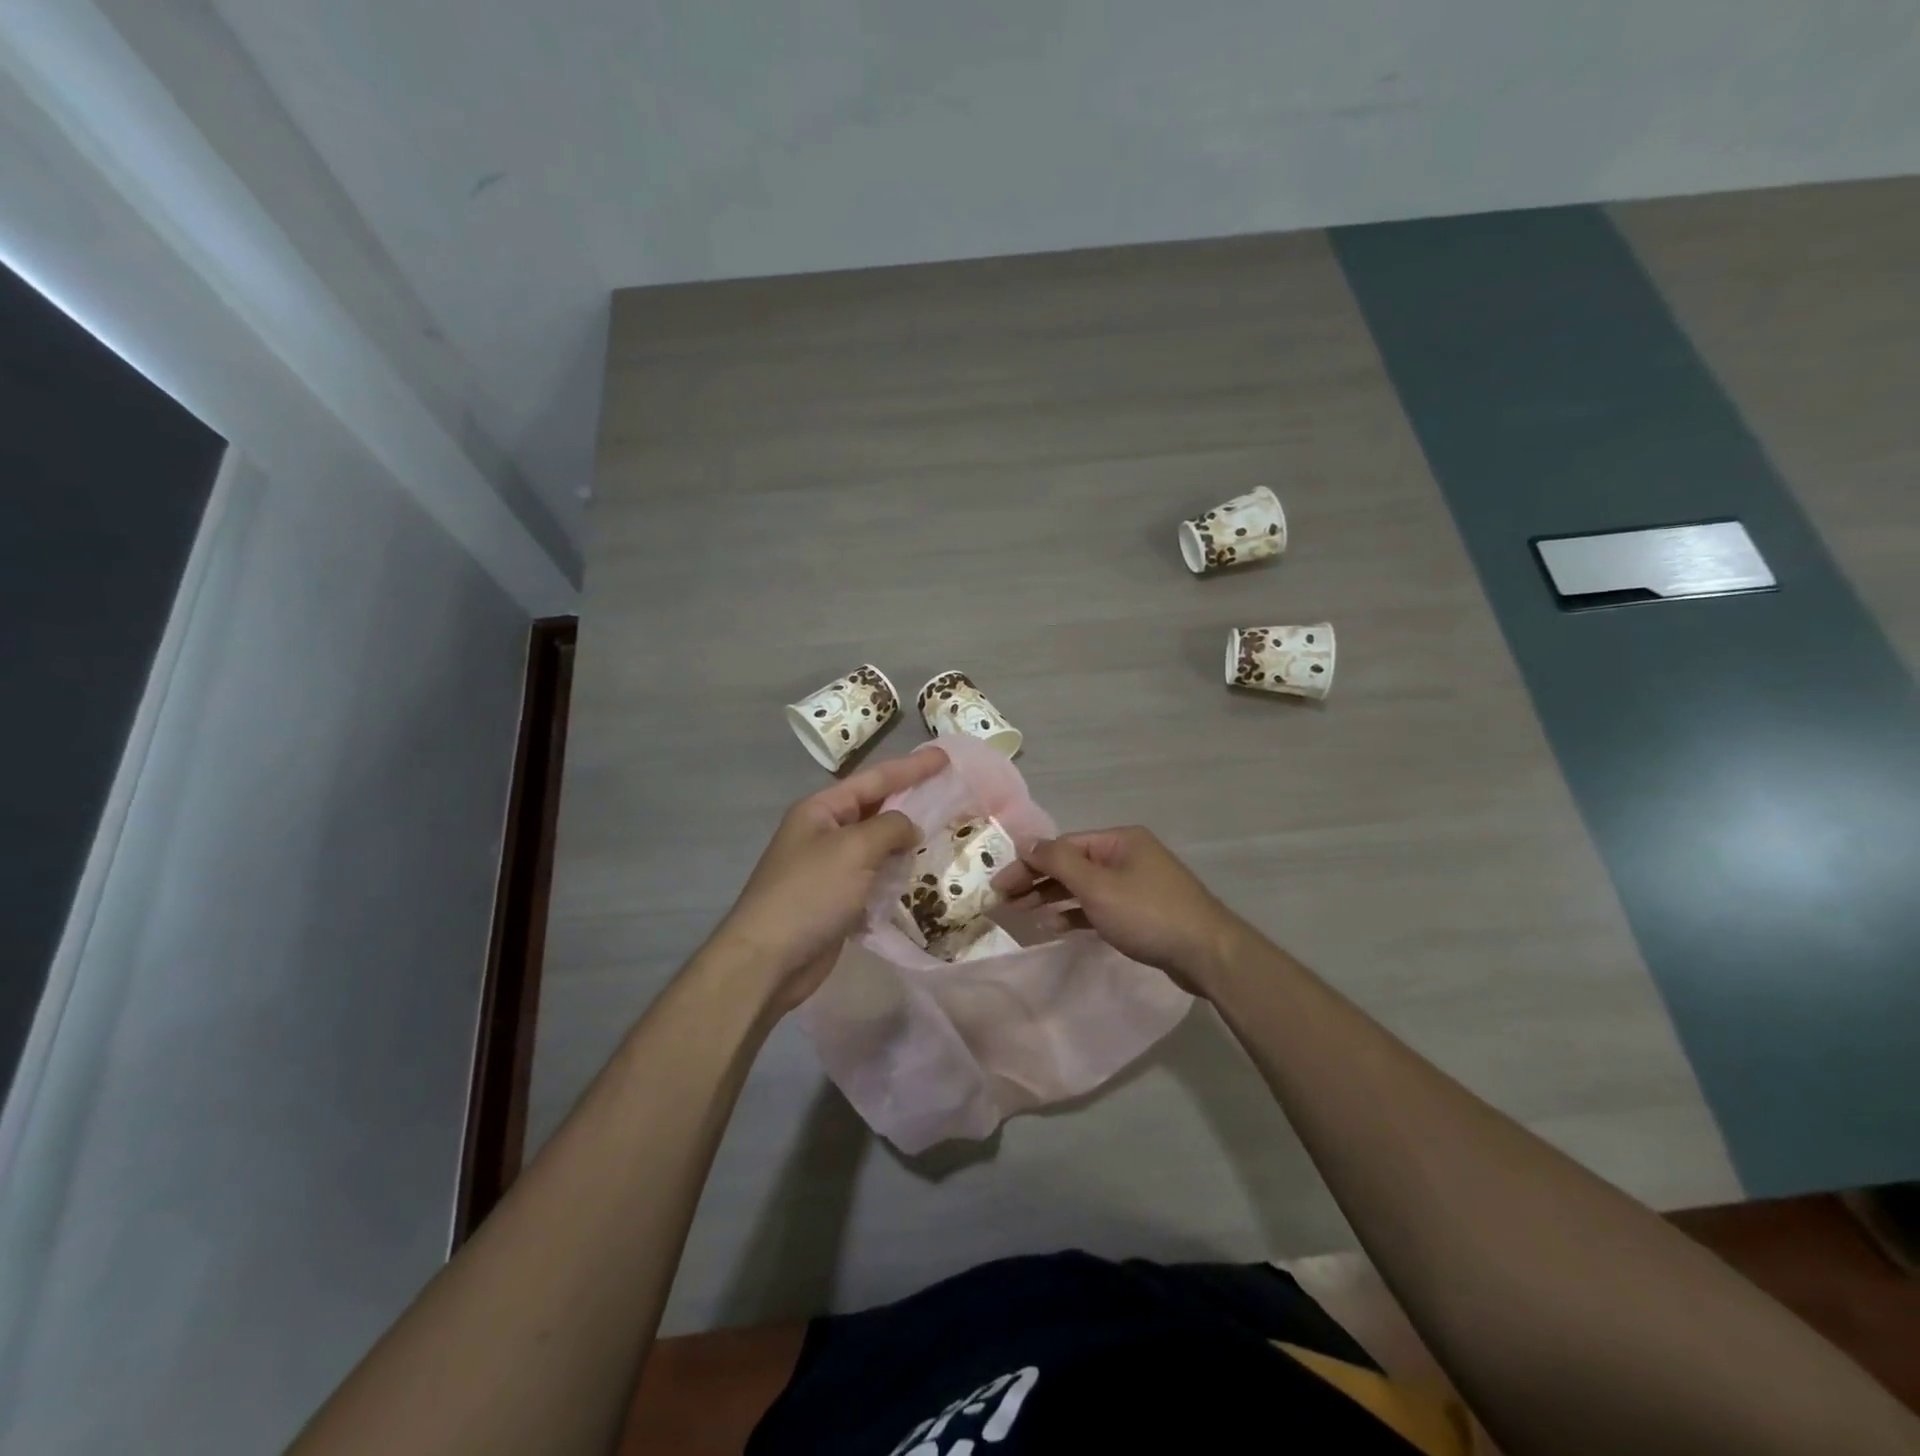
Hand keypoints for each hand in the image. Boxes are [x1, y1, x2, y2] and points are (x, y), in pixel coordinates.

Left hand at [709, 747, 946, 1013]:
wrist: (769, 960)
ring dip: (906, 840)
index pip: (874, 779)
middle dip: (911, 801)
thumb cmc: (810, 893)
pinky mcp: (837, 900)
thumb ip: (890, 828)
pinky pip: (874, 877)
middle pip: (875, 809)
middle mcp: (824, 833)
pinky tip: (921, 874)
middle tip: (950, 792)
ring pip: (877, 845)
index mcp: (821, 810)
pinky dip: (896, 874)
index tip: (944, 756)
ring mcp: (830, 868)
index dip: (911, 767)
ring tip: (944, 832)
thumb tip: (910, 828)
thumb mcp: (854, 849)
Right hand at [992, 826, 1249, 991]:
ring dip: (1052, 898)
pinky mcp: (1140, 911)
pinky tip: (1054, 926)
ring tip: (1023, 914)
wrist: (1207, 954)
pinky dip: (1075, 914)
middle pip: (1071, 864)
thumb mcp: (1098, 886)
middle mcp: (1126, 856)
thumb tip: (1026, 841)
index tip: (1000, 884)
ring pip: (1083, 887)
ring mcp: (1135, 884)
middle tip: (1005, 901)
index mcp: (1119, 840)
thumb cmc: (1148, 913)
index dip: (1028, 863)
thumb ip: (1058, 862)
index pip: (1062, 846)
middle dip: (1037, 881)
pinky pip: (1098, 906)